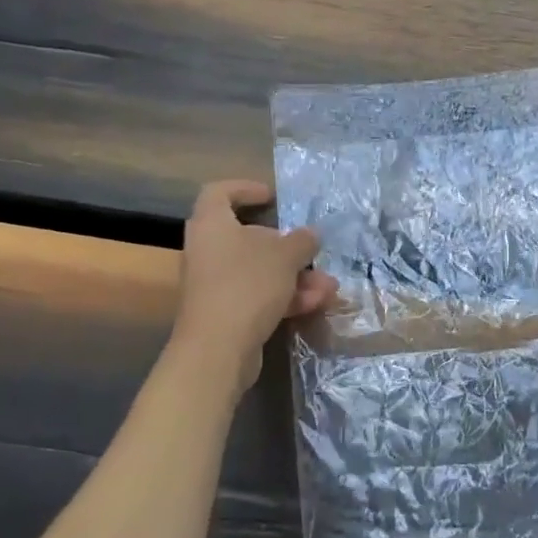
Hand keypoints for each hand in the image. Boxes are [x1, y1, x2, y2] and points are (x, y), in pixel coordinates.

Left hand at [174, 180, 337, 389]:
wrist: (218, 348)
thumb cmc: (247, 285)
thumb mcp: (285, 256)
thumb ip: (301, 241)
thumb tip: (310, 235)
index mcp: (213, 225)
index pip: (220, 193)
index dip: (245, 189)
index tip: (272, 196)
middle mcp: (209, 250)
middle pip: (249, 238)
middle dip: (289, 248)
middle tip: (313, 252)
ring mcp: (216, 284)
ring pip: (261, 271)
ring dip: (297, 277)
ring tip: (329, 287)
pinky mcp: (226, 312)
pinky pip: (259, 296)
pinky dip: (286, 297)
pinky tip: (317, 304)